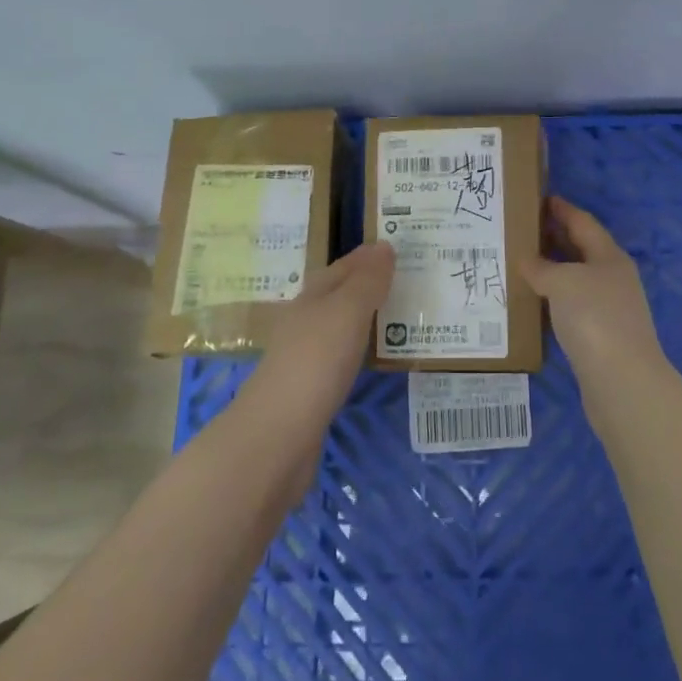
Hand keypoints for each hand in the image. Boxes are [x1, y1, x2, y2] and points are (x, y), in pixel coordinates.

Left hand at [242, 241, 392, 439]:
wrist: (277, 435)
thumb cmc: (316, 361)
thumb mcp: (348, 311)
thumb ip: (367, 281)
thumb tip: (383, 245)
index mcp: (313, 296)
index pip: (343, 267)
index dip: (367, 257)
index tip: (395, 248)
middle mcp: (305, 321)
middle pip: (338, 294)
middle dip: (366, 285)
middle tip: (404, 280)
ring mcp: (303, 357)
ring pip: (338, 326)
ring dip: (363, 318)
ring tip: (396, 316)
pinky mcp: (308, 390)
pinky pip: (339, 357)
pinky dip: (357, 350)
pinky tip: (370, 358)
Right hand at [523, 198, 666, 387]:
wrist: (622, 381)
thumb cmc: (594, 318)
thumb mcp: (562, 282)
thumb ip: (541, 267)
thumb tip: (526, 260)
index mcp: (609, 256)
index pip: (583, 222)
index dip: (562, 209)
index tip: (539, 198)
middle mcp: (613, 277)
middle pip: (581, 249)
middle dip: (554, 238)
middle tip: (522, 229)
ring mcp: (609, 308)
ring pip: (576, 279)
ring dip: (552, 270)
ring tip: (520, 263)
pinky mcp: (601, 336)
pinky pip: (572, 306)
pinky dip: (553, 298)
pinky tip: (534, 302)